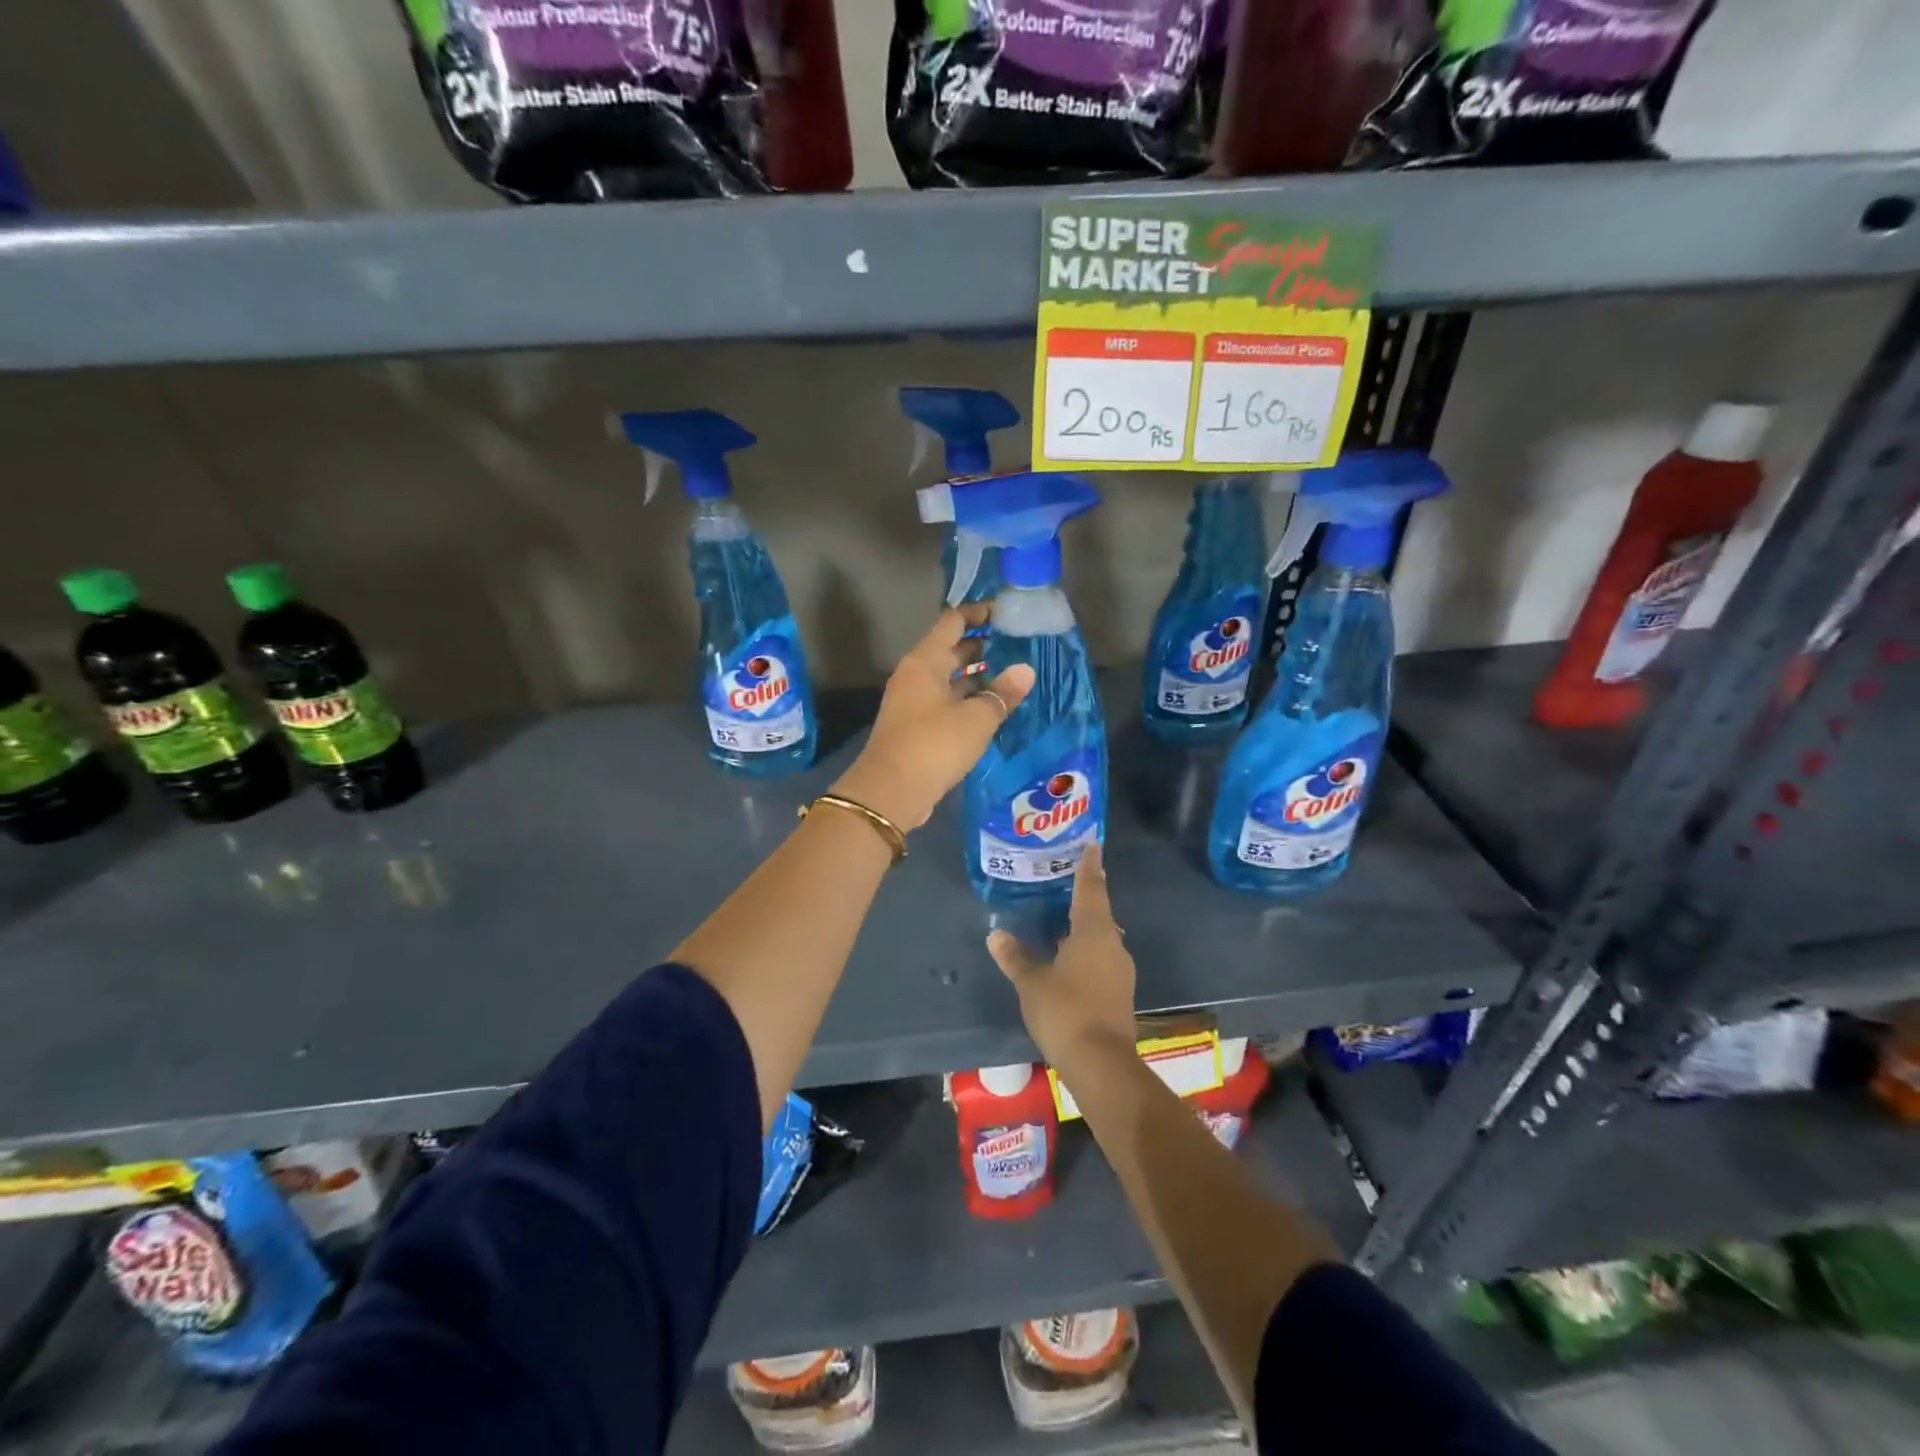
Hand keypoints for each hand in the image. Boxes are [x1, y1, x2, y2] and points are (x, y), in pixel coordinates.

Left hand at [830, 604, 1034, 832]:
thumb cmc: (934, 744)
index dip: (978, 613)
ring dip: (976, 676)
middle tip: (1018, 645)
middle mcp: (916, 676)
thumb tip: (1025, 670)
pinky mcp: (916, 728)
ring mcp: (914, 702)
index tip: (1006, 612)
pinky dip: (968, 701)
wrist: (891, 792)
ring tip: (1012, 675)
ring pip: (949, 679)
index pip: (953, 622)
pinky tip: (993, 708)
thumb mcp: (976, 718)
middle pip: (950, 650)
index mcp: (925, 661)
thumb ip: (1002, 693)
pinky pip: (946, 703)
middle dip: (982, 646)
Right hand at [986, 845, 1136, 1063]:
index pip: (1091, 889)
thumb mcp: (1032, 983)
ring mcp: (1119, 969)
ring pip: (1099, 936)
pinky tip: (1064, 956)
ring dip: (1080, 926)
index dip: (1089, 866)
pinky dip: (1083, 949)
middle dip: (1082, 895)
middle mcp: (1112, 944)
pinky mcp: (1118, 991)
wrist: (1101, 1064)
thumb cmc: (1066, 1011)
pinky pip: (1100, 957)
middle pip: (1097, 912)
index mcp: (1094, 932)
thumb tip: (996, 934)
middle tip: (1061, 879)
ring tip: (1056, 917)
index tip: (1092, 843)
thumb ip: (1015, 956)